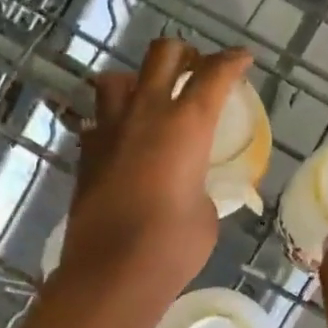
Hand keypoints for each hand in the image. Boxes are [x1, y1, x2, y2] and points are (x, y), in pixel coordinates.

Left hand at [58, 38, 252, 313]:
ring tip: (150, 102)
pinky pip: (97, 121)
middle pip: (162, 55)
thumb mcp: (206, 213)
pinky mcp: (85, 156)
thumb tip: (189, 186)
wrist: (113, 272)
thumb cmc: (173, 246)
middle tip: (196, 71)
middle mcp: (145, 115)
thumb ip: (201, 186)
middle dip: (184, 54)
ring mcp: (109, 132)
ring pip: (116, 79)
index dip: (232, 61)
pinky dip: (112, 122)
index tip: (242, 59)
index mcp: (186, 125)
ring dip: (137, 81)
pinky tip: (123, 143)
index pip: (214, 74)